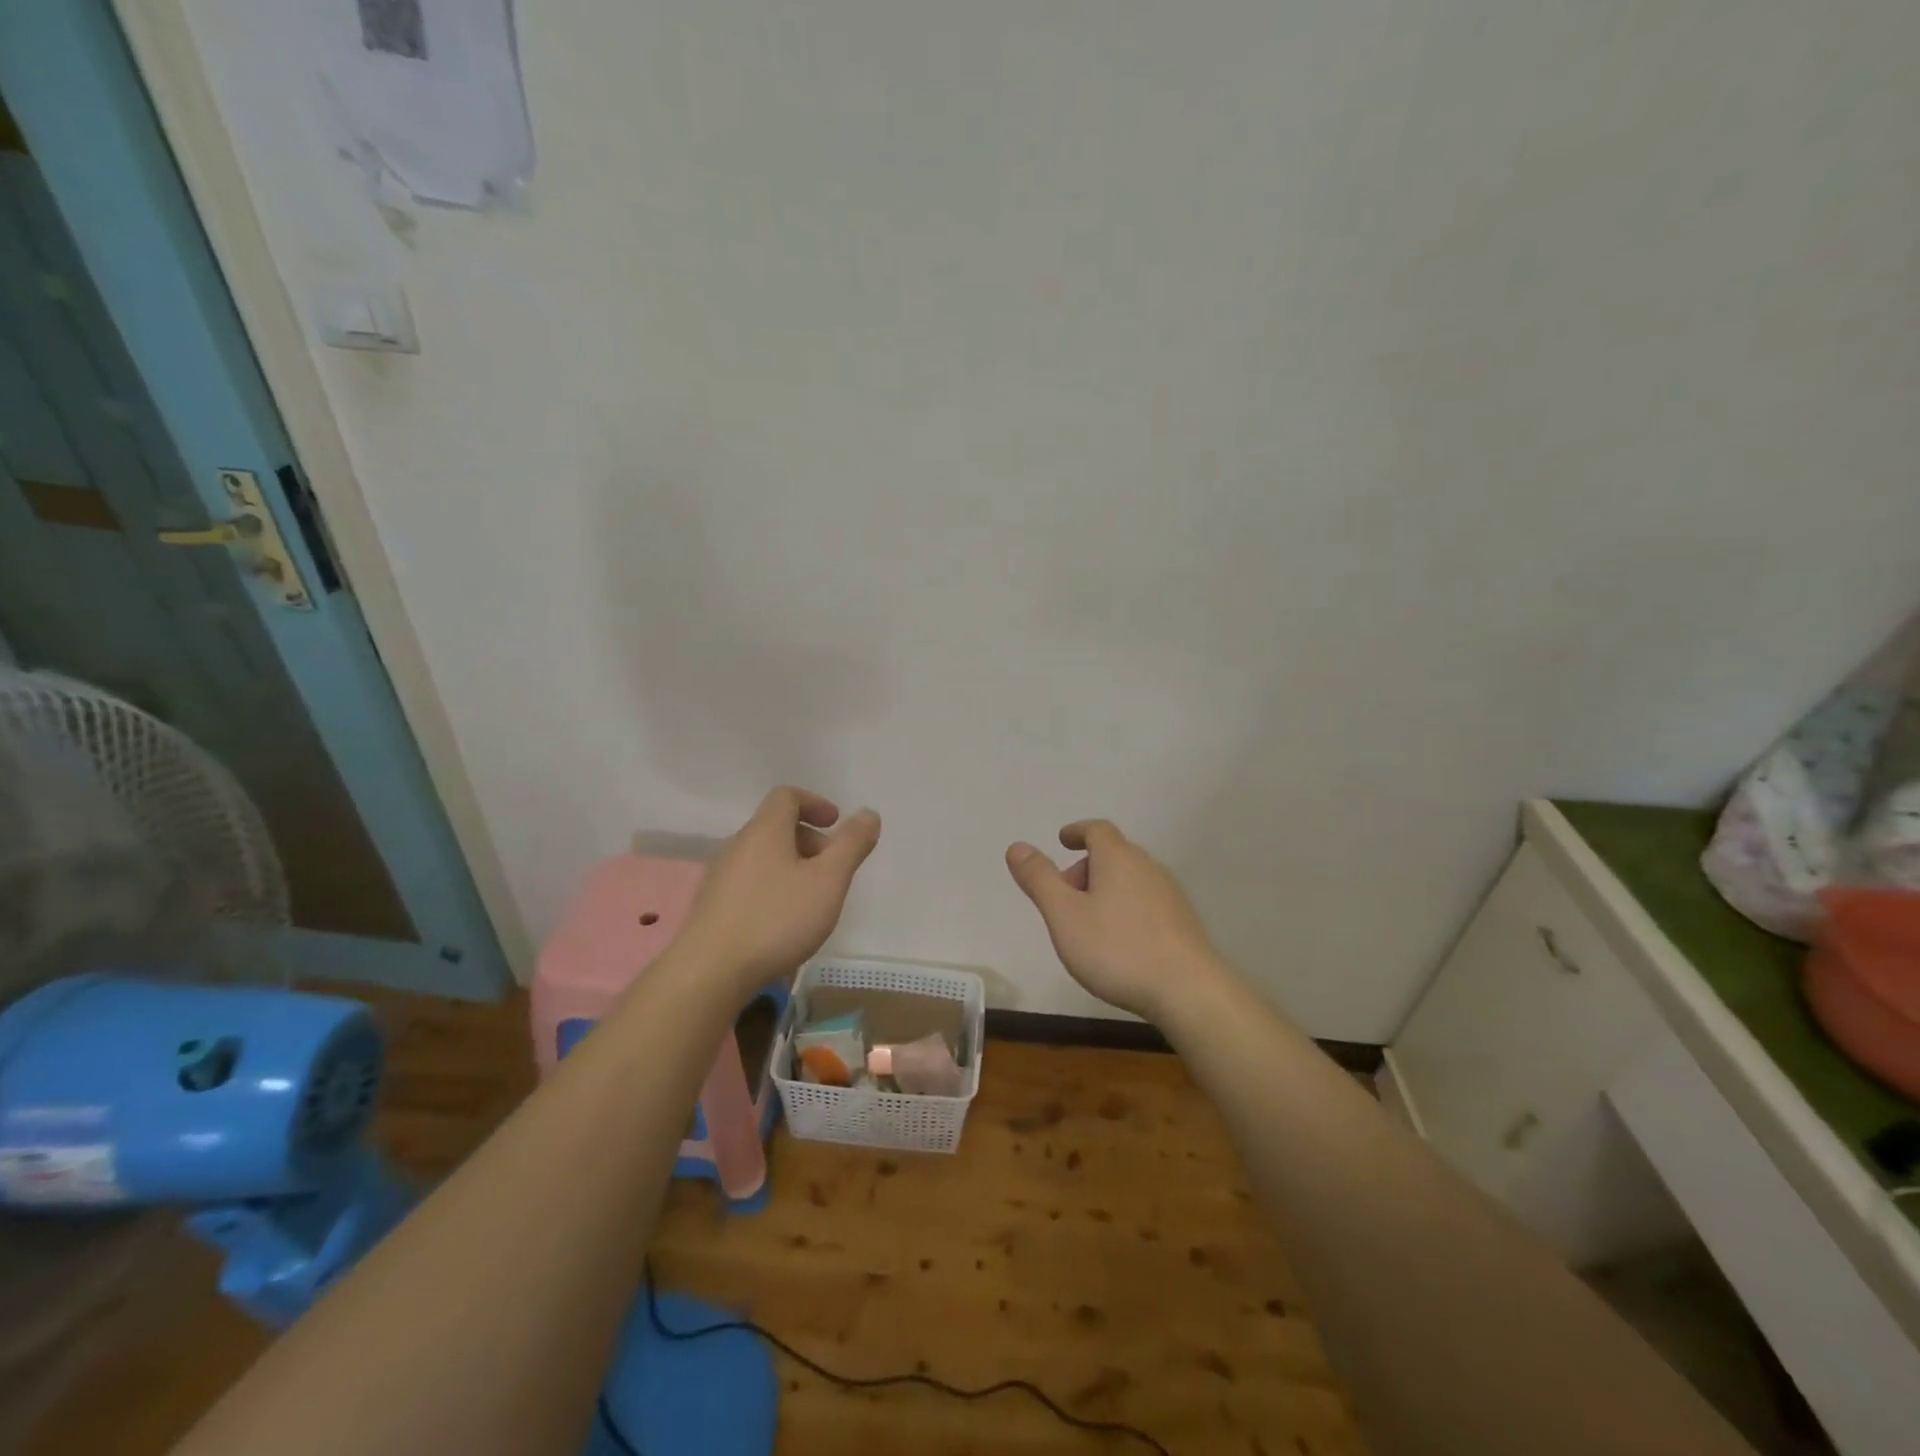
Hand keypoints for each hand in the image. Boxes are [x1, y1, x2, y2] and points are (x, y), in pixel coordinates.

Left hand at [679, 786, 880, 994]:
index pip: (787, 796)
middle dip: (811, 841)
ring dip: (793, 867)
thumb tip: (868, 814)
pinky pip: (751, 883)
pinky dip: (774, 889)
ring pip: (764, 858)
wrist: (710, 973)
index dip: (815, 803)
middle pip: (777, 827)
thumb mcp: (828, 881)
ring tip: (813, 900)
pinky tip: (784, 923)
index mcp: (765, 831)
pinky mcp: (713, 907)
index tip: (836, 823)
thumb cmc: (777, 919)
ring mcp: (721, 877)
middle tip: (833, 870)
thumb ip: (851, 845)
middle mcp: (738, 845)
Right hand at [1005, 819, 1223, 1022]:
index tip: (1062, 840)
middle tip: (1065, 897)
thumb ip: (1039, 879)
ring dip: (1106, 890)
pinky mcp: (1182, 922)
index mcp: (1117, 858)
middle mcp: (1147, 867)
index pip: (1097, 829)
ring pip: (1130, 879)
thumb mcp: (1064, 915)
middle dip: (1086, 867)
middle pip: (1113, 854)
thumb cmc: (1117, 949)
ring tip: (1087, 923)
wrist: (1188, 991)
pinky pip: (1146, 902)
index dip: (1077, 831)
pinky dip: (1126, 908)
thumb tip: (1017, 846)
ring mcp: (1170, 894)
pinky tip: (1119, 942)